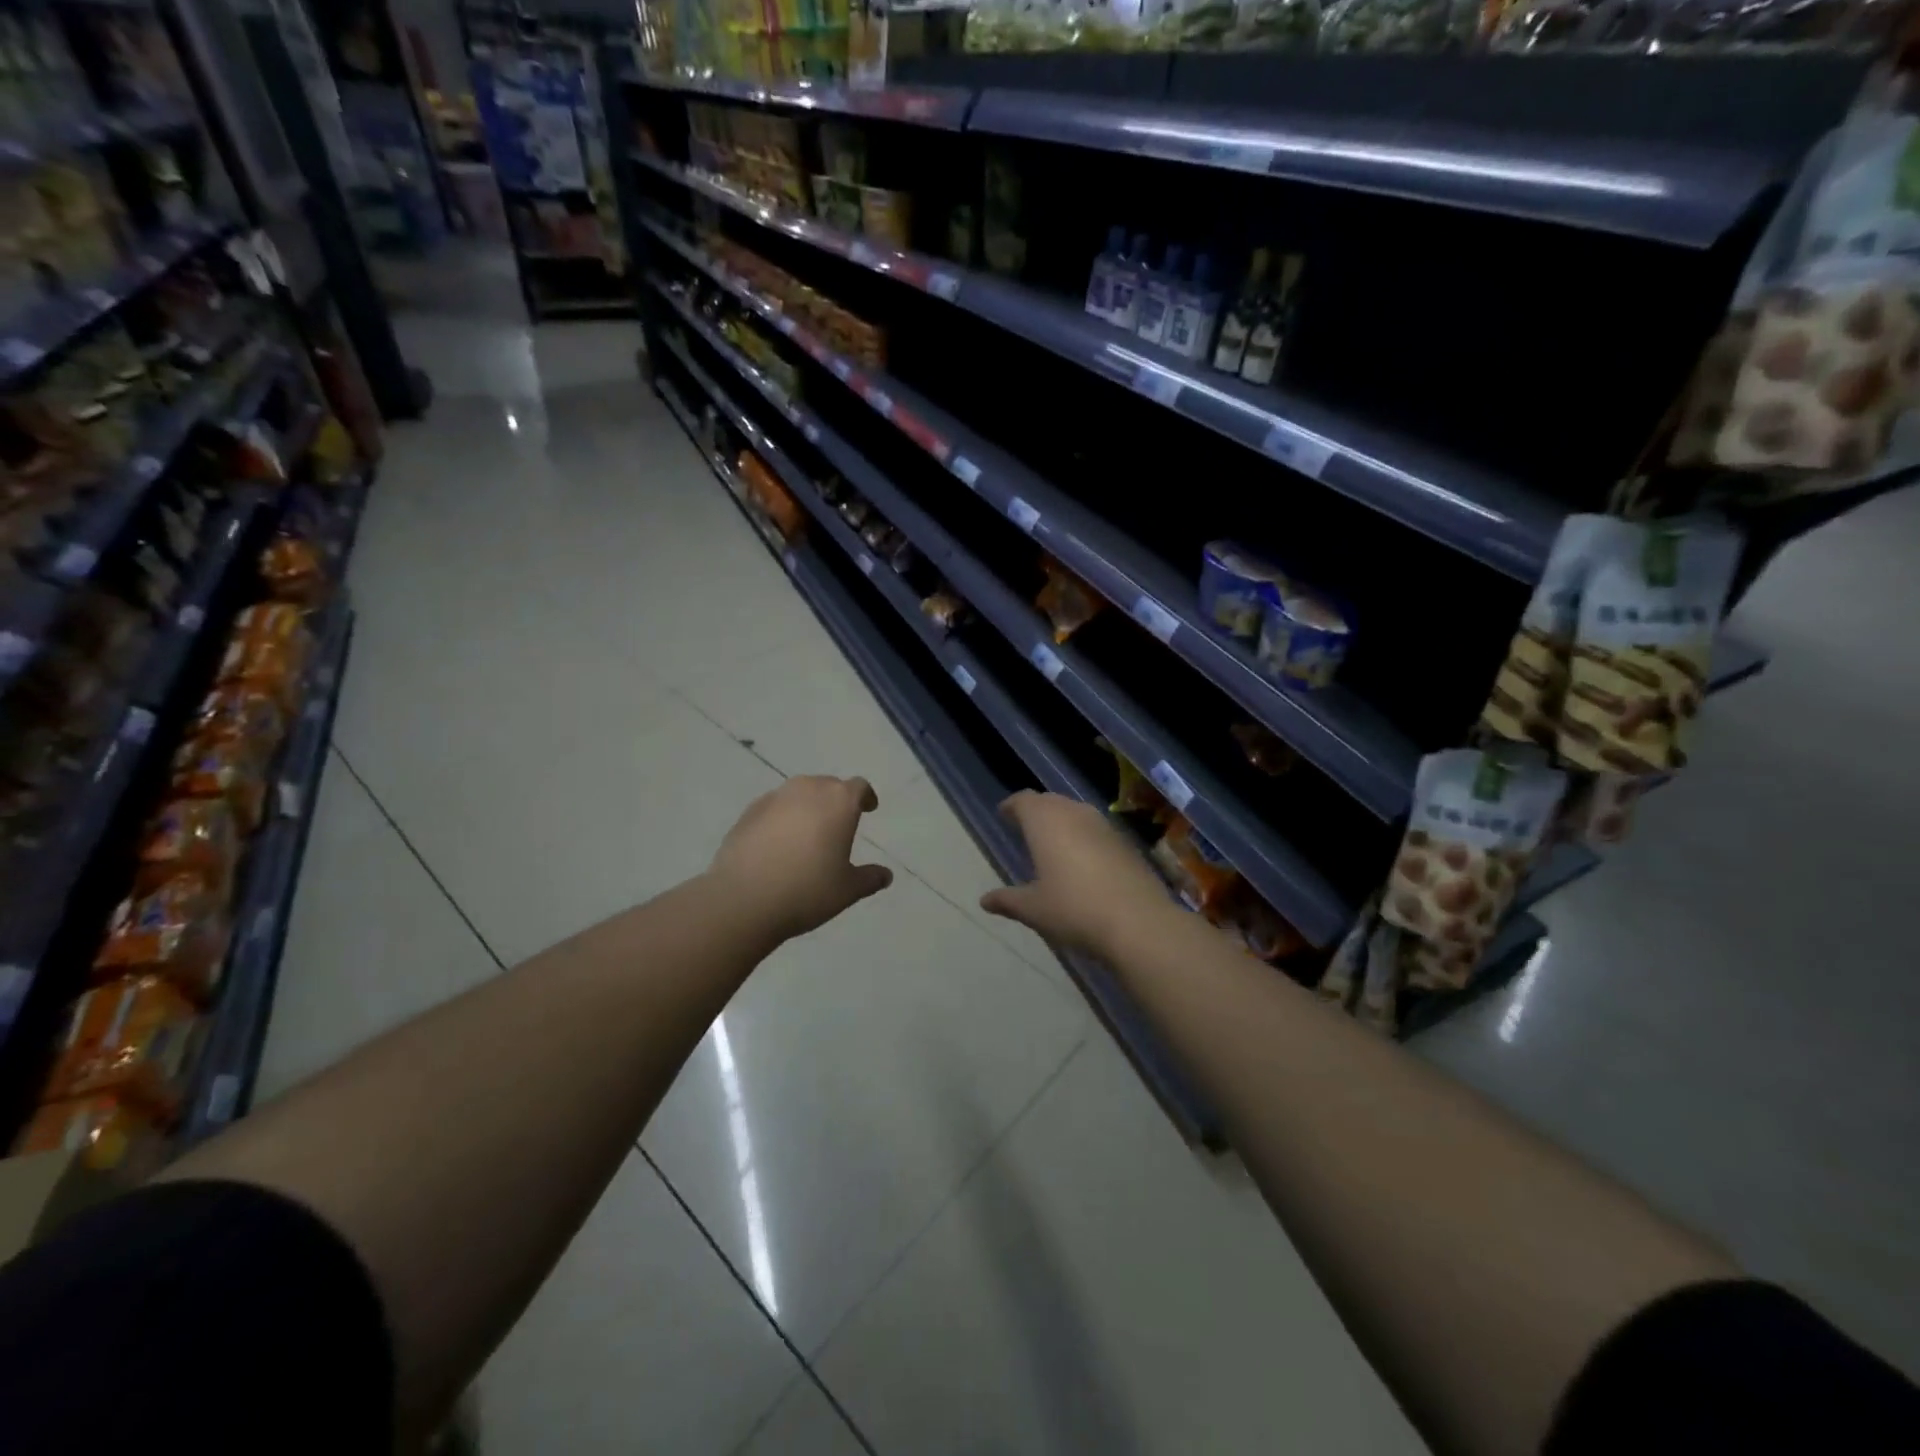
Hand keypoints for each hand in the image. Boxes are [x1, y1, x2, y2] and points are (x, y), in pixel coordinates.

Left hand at [710, 775, 893, 942]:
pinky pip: (774, 807)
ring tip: (807, 833)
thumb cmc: (807, 890)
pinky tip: (778, 843)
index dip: (866, 797)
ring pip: (799, 794)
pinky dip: (782, 818)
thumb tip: (885, 875)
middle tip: (838, 825)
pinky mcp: (748, 812)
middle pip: (828, 785)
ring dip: (807, 807)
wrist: (743, 900)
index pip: (859, 787)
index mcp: (839, 802)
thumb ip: (870, 878)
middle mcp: (808, 790)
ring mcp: (774, 798)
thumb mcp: (847, 890)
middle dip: (836, 801)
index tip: (869, 809)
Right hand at [980, 792, 1171, 956]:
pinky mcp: (1126, 842)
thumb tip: (985, 900)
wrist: (1139, 923)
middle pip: (1050, 801)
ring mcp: (1104, 826)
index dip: (1012, 806)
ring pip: (1076, 812)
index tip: (1004, 815)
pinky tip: (1084, 861)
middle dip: (1036, 811)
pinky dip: (1084, 837)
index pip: (1023, 801)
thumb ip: (1008, 900)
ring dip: (1062, 822)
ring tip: (1052, 842)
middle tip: (1025, 827)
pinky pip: (1096, 830)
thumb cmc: (1074, 910)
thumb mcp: (1033, 909)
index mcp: (1045, 822)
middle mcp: (1074, 813)